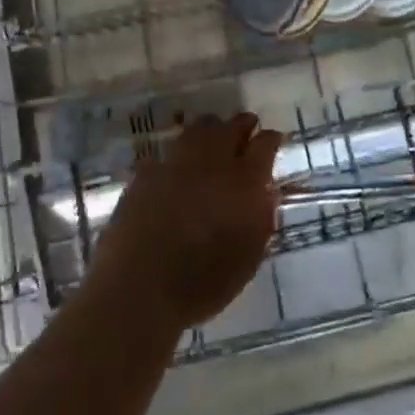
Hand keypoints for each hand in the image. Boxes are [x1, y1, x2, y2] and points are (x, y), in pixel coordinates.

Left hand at [88, 113, 282, 333]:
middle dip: (242, 125)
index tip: (274, 139)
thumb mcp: (249, 257)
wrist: (139, 290)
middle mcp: (211, 164)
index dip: (271, 139)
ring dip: (210, 130)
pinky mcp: (145, 174)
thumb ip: (261, 218)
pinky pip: (167, 153)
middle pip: (230, 127)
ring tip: (214, 136)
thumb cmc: (203, 283)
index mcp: (243, 183)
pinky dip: (177, 154)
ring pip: (197, 130)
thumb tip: (265, 192)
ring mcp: (175, 164)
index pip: (264, 145)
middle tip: (247, 127)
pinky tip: (177, 165)